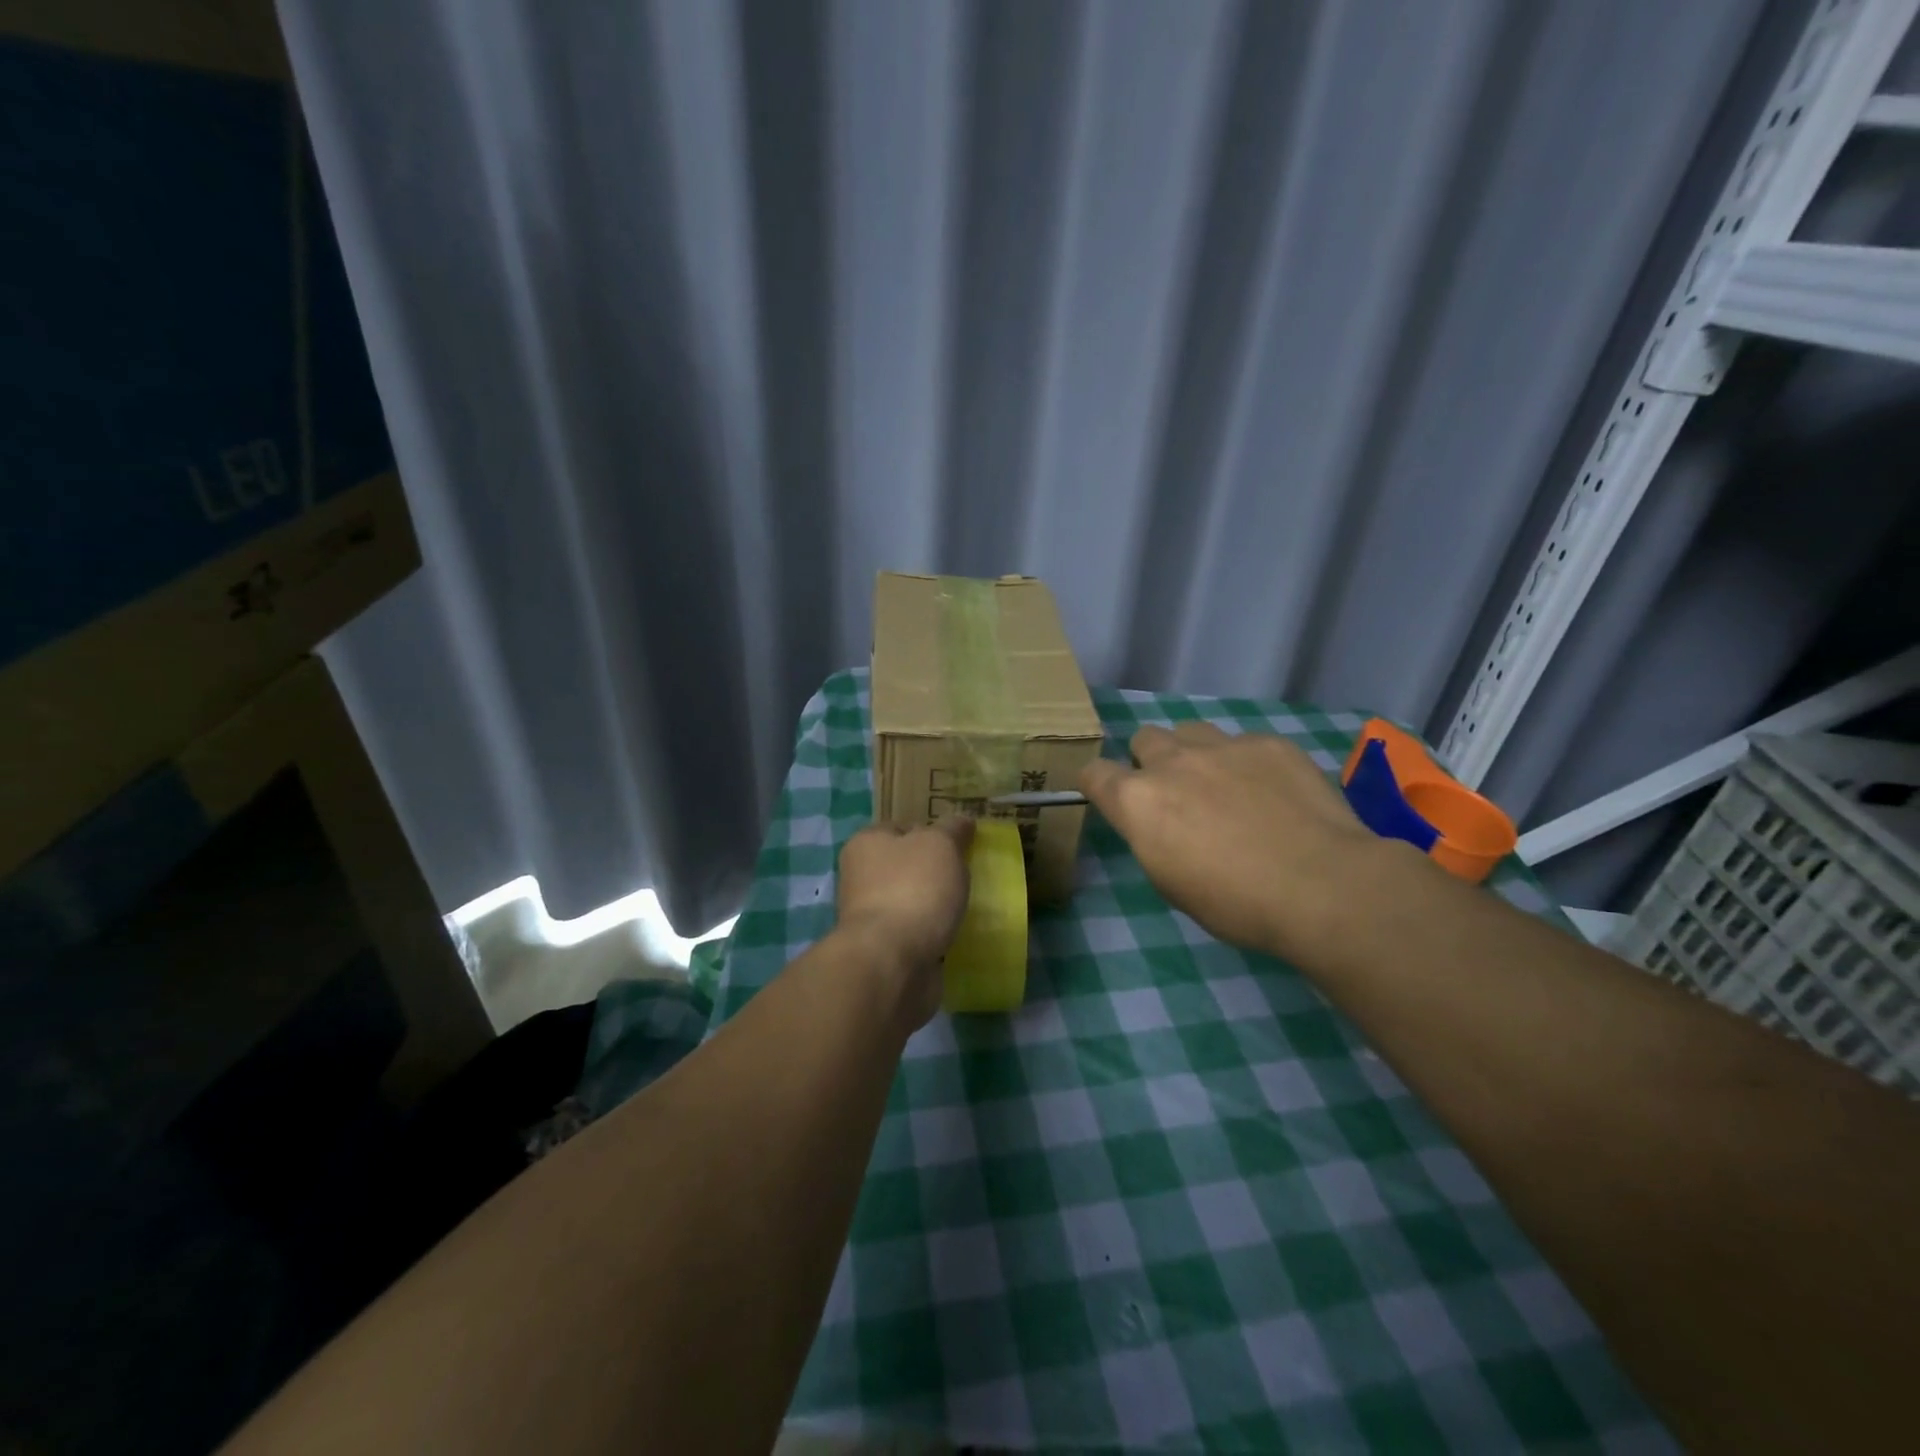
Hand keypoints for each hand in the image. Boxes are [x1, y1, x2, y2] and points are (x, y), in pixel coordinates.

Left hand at [834, 817, 974, 1027]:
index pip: (900, 827)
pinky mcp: (883, 950)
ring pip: (910, 901)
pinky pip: (914, 933)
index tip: (958, 844)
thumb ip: (952, 830)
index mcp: (866, 843)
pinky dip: (932, 934)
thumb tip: (962, 822)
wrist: (892, 961)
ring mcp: (870, 916)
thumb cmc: (913, 889)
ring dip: (933, 905)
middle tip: (966, 875)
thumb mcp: (940, 845)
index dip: (929, 831)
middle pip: (905, 865)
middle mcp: (860, 877)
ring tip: (966, 907)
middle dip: (933, 871)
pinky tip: (954, 935)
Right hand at [1080, 723, 1381, 964]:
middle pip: (1143, 738)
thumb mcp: (1171, 883)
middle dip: (1151, 761)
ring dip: (1195, 753)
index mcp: (1138, 801)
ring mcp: (1223, 746)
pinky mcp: (1269, 743)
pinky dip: (1248, 763)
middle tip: (1176, 794)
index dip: (1099, 784)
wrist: (1322, 885)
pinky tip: (1274, 793)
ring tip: (1223, 784)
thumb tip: (1159, 823)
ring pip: (1191, 730)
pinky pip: (1244, 742)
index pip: (1094, 773)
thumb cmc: (1236, 903)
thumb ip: (1152, 838)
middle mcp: (1172, 762)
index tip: (1112, 799)